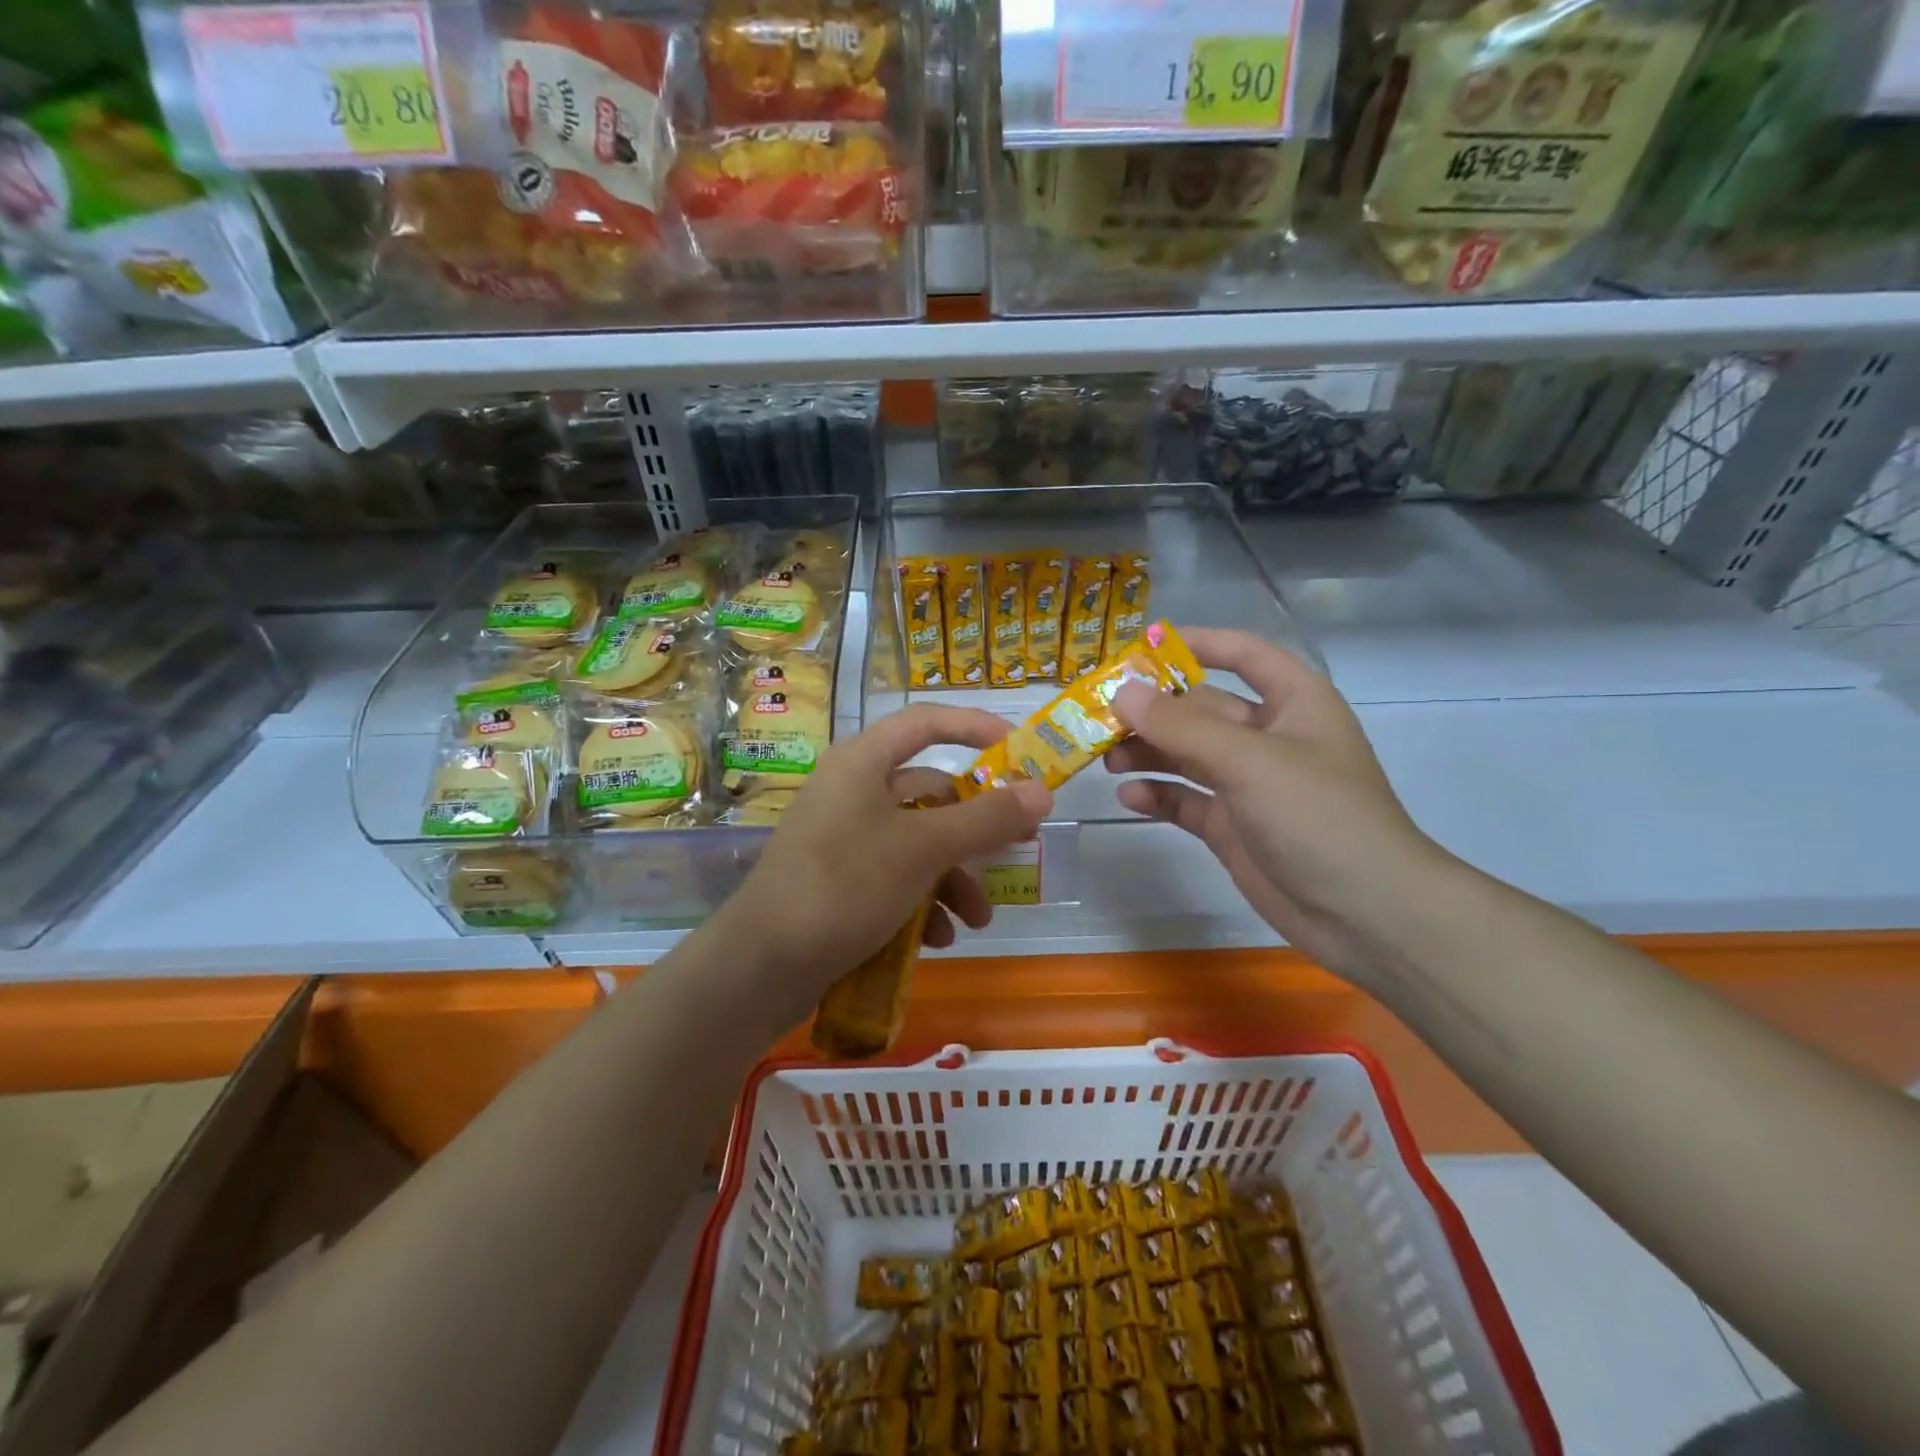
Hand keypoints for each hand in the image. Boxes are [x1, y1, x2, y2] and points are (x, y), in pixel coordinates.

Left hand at [718, 705, 1051, 1020]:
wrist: (762, 965)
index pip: (927, 722)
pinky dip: (921, 903)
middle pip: (929, 792)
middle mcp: (851, 790)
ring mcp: (842, 837)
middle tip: (1019, 846)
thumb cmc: (846, 884)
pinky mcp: (838, 880)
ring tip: (977, 920)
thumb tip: (1041, 791)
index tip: (1020, 749)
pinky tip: (937, 939)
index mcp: (863, 762)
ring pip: (916, 843)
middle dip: (974, 828)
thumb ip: (986, 819)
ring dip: (953, 878)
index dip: (976, 727)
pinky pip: (893, 877)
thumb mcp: (924, 848)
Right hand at [1107, 627, 1449, 979]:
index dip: (1197, 644)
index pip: (1243, 654)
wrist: (1365, 915)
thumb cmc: (1319, 817)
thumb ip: (1182, 727)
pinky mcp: (1232, 826)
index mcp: (1293, 703)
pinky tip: (1129, 798)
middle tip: (1099, 715)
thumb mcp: (1250, 761)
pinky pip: (1186, 800)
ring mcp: (1249, 784)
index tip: (1140, 647)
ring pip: (1187, 755)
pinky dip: (1158, 796)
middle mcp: (1268, 737)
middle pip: (1201, 709)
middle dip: (1153, 710)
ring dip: (1148, 753)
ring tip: (1106, 759)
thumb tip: (1122, 693)